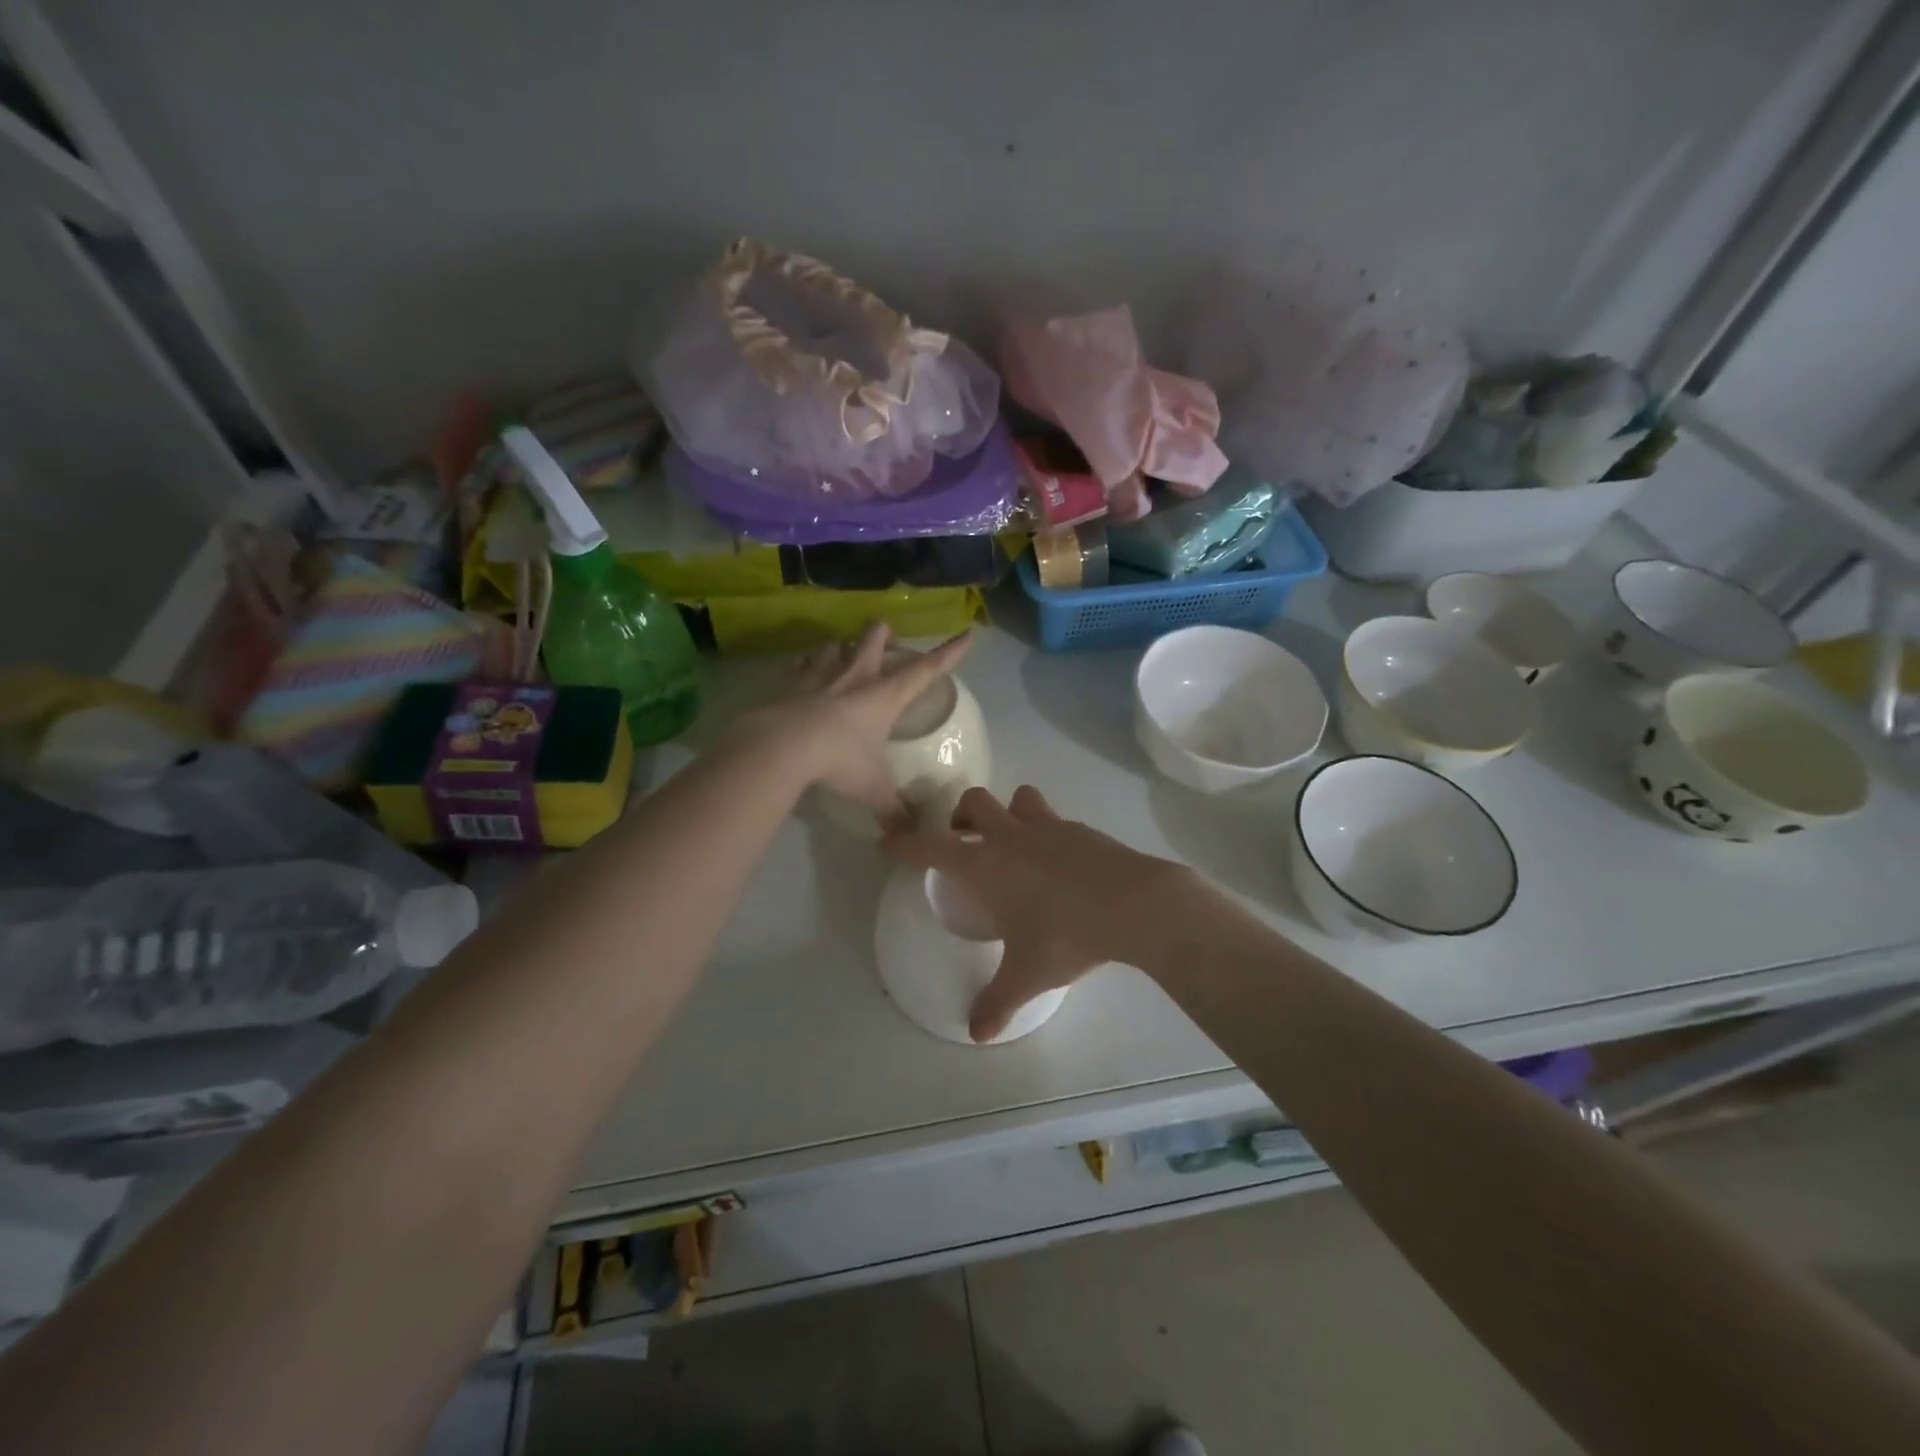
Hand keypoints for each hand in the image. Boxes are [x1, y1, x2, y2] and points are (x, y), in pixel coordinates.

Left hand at [732, 623, 971, 828]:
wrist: (784, 746)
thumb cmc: (839, 760)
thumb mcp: (872, 789)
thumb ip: (892, 810)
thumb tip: (908, 836)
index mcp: (886, 695)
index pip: (927, 669)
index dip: (949, 653)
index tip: (967, 635)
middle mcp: (857, 675)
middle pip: (875, 635)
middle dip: (884, 634)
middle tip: (886, 645)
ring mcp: (822, 674)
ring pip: (836, 642)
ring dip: (843, 646)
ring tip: (844, 657)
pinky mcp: (792, 681)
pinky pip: (802, 663)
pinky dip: (807, 665)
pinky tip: (807, 674)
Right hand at [884, 785, 1200, 1041]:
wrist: (1135, 904)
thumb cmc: (1068, 935)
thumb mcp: (1028, 975)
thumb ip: (997, 1003)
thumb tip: (976, 1034)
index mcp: (984, 865)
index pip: (930, 846)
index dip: (904, 843)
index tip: (887, 842)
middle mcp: (1010, 836)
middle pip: (972, 803)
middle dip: (960, 817)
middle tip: (964, 843)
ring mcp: (1048, 826)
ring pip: (1017, 799)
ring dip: (1007, 813)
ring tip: (1012, 843)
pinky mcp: (1080, 828)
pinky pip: (1052, 817)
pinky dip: (1045, 830)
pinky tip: (1057, 860)